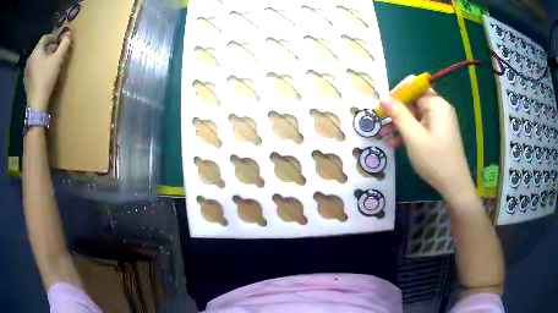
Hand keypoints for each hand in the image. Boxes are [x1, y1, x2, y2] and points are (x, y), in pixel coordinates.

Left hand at [24, 32, 71, 110]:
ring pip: (35, 58)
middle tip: (54, 53)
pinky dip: (37, 66)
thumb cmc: (46, 78)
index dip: (52, 37)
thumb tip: (68, 34)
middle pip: (39, 48)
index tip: (58, 42)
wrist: (36, 103)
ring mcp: (26, 70)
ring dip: (41, 57)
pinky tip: (41, 73)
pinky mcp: (25, 80)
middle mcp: (30, 58)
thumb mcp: (58, 59)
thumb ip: (64, 44)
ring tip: (47, 63)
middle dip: (47, 48)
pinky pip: (32, 67)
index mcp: (37, 50)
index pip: (45, 37)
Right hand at [379, 75, 473, 197]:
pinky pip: (420, 126)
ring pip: (415, 115)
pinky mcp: (438, 132)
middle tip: (379, 122)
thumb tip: (383, 97)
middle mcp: (439, 108)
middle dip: (396, 110)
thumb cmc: (435, 160)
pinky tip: (395, 142)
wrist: (454, 185)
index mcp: (436, 104)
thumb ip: (398, 115)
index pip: (414, 86)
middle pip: (414, 100)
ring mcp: (439, 121)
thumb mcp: (413, 137)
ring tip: (382, 134)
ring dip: (399, 123)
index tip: (383, 106)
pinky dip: (408, 132)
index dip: (397, 93)